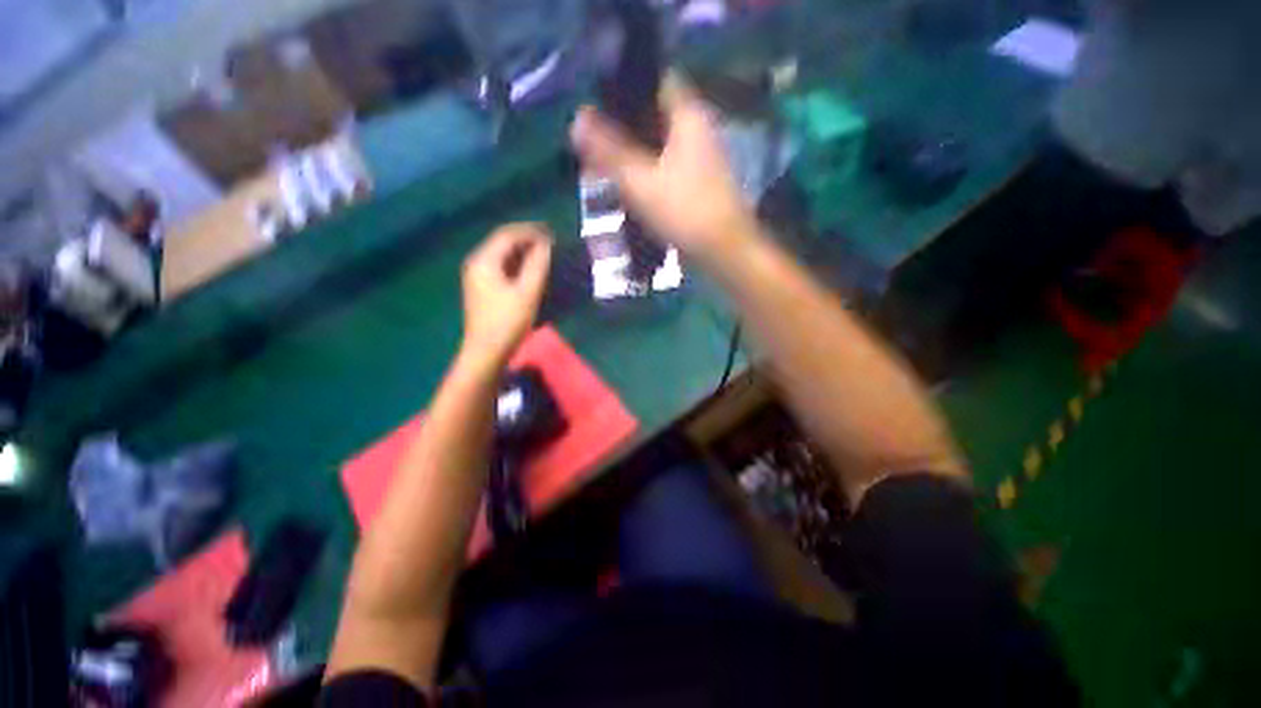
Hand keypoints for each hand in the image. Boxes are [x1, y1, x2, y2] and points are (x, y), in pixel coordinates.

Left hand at [460, 223, 552, 361]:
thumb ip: (537, 265)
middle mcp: (476, 263)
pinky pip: (501, 266)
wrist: (486, 351)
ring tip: (544, 253)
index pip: (507, 234)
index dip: (531, 231)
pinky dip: (517, 263)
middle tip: (550, 241)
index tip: (552, 233)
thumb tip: (546, 244)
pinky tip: (530, 269)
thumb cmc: (507, 322)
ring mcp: (477, 276)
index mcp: (484, 260)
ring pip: (502, 254)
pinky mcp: (482, 288)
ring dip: (523, 251)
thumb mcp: (527, 292)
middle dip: (526, 238)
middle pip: (502, 242)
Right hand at [570, 76, 758, 259]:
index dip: (627, 85)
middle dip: (622, 127)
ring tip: (601, 166)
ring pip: (658, 146)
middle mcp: (697, 131)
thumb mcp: (641, 181)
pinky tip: (625, 188)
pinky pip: (664, 170)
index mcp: (689, 117)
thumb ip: (609, 151)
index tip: (597, 99)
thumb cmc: (685, 211)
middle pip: (654, 117)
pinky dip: (645, 174)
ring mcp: (698, 160)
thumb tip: (577, 119)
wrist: (724, 252)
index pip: (657, 80)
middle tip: (592, 141)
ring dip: (632, 154)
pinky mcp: (696, 185)